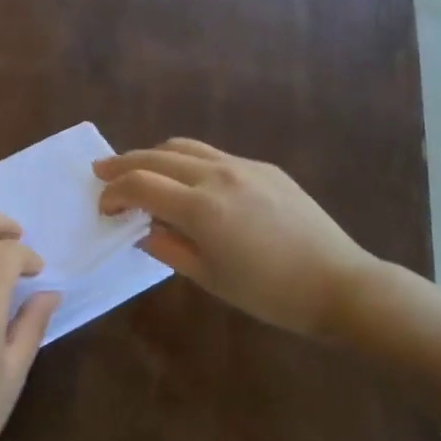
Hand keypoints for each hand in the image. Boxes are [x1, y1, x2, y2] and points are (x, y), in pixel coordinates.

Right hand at [95, 139, 378, 336]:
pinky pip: (213, 154)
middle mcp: (217, 175)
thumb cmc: (270, 293)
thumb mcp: (210, 278)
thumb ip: (168, 248)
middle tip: (102, 172)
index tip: (104, 208)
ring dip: (154, 155)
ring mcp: (243, 165)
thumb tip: (143, 229)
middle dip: (123, 164)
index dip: (113, 192)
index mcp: (201, 207)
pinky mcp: (264, 167)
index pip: (139, 184)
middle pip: (155, 156)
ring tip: (140, 170)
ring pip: (184, 146)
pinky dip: (187, 161)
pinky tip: (188, 181)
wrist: (339, 284)